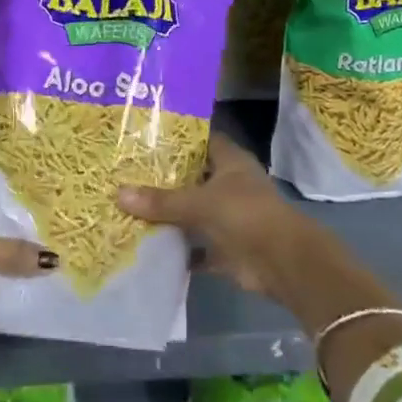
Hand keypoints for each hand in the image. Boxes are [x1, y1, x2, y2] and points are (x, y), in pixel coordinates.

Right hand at [118, 135, 317, 300]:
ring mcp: (228, 216)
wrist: (284, 264)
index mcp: (230, 160)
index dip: (175, 137)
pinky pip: (196, 246)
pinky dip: (178, 249)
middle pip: (192, 176)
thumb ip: (162, 201)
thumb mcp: (200, 203)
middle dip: (164, 178)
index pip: (200, 139)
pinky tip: (147, 246)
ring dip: (169, 214)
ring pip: (193, 211)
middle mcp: (229, 184)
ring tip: (128, 206)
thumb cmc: (246, 215)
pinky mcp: (226, 247)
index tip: (142, 137)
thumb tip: (118, 194)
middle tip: (125, 172)